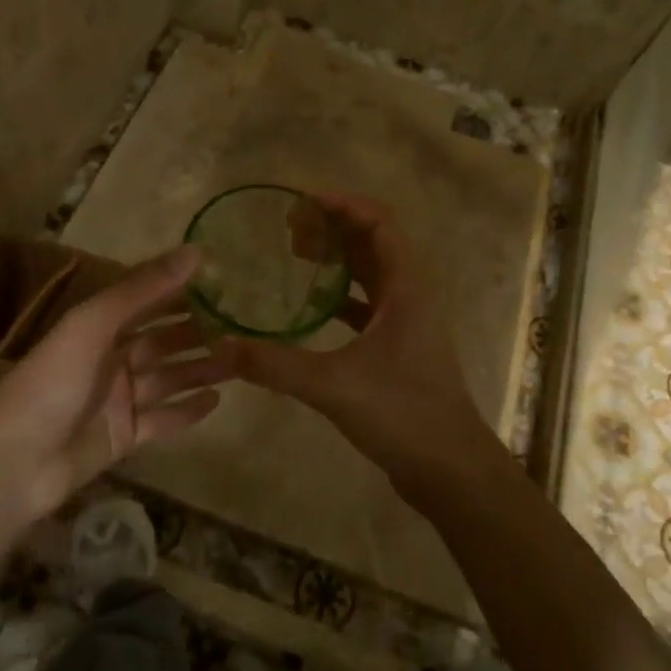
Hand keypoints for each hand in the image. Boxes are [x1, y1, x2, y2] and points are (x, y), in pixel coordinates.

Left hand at [0, 247, 235, 528]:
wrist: (12, 464)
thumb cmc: (52, 382)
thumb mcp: (94, 324)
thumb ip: (143, 289)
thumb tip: (194, 251)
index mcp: (97, 328)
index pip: (146, 301)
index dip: (180, 291)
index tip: (221, 281)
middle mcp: (109, 359)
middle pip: (162, 342)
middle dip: (198, 333)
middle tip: (242, 326)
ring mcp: (117, 400)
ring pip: (169, 379)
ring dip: (201, 369)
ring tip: (241, 361)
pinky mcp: (123, 437)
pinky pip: (163, 420)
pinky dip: (188, 411)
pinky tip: (218, 401)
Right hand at [233, 193, 494, 499]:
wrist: (449, 468)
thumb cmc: (402, 413)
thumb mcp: (334, 386)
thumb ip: (276, 365)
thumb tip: (221, 347)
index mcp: (407, 286)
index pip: (379, 221)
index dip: (342, 204)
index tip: (300, 203)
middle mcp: (411, 292)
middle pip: (373, 241)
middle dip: (333, 227)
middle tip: (287, 230)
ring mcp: (408, 319)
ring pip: (371, 271)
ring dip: (338, 257)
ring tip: (294, 254)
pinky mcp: (400, 343)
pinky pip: (368, 302)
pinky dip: (341, 293)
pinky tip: (311, 303)